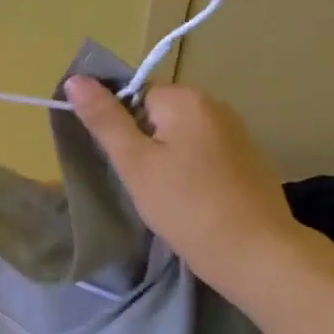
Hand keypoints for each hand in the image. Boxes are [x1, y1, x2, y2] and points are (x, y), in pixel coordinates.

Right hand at [65, 78, 308, 299]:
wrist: (258, 254)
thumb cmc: (187, 206)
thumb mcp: (135, 163)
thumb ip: (104, 119)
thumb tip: (75, 79)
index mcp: (186, 99)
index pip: (134, 94)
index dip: (118, 125)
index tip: (119, 161)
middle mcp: (215, 106)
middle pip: (158, 114)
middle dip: (142, 143)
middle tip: (138, 182)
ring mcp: (236, 134)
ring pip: (180, 137)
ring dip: (165, 159)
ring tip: (161, 196)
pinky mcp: (248, 161)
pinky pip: (203, 154)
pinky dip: (189, 172)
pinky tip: (189, 201)